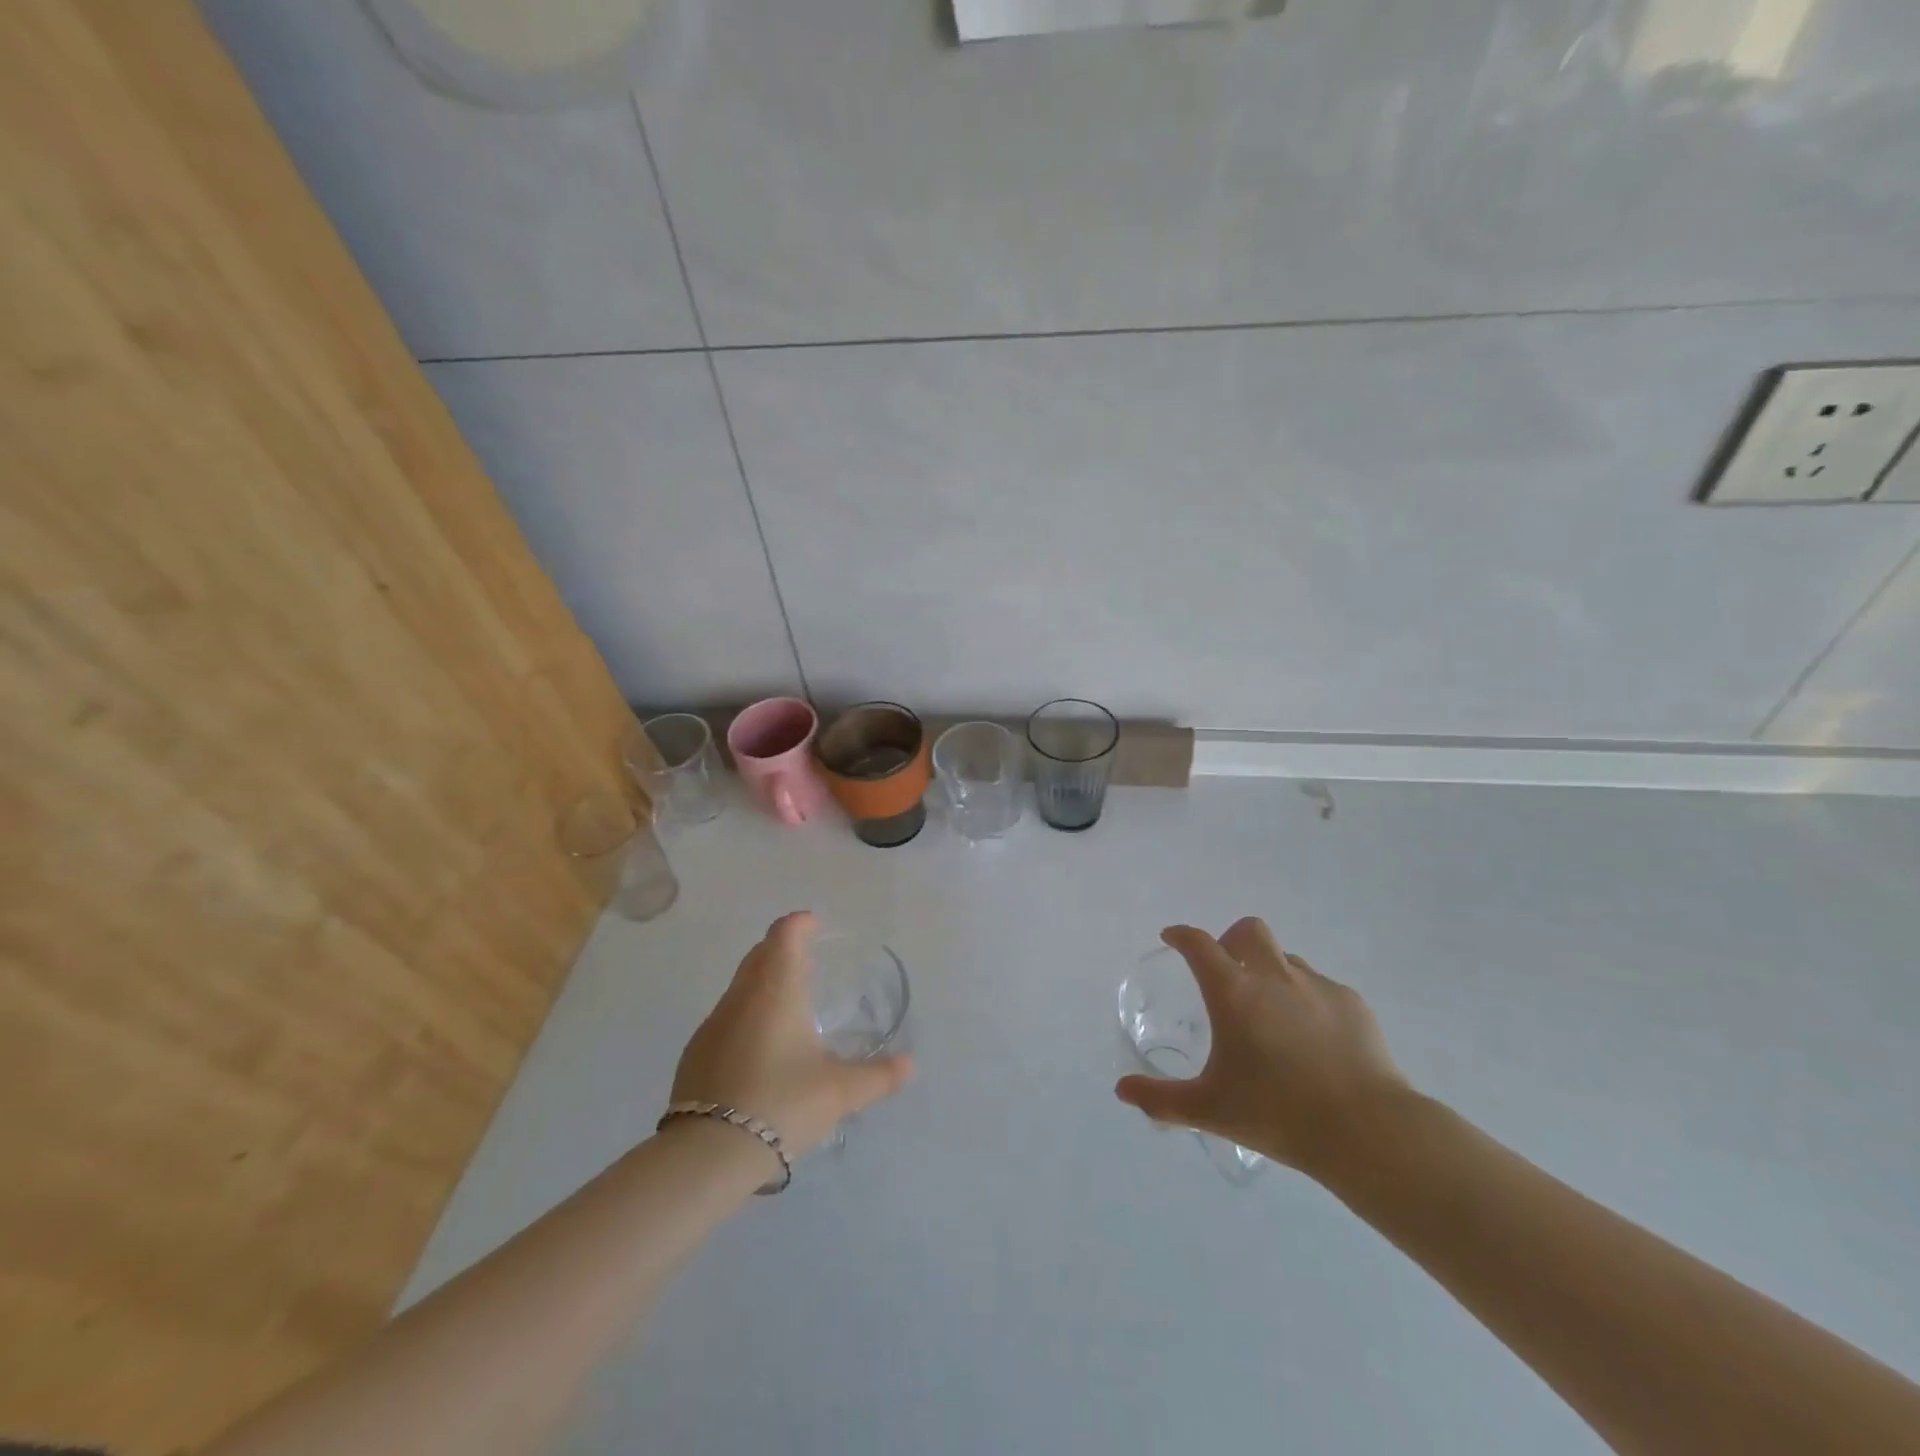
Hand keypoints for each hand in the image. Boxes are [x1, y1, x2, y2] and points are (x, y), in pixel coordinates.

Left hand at [671, 912, 913, 1158]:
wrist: (708, 1154)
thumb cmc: (782, 1103)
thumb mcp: (840, 1092)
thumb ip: (878, 1076)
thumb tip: (910, 1065)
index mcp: (776, 990)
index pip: (784, 935)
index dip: (799, 924)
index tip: (814, 925)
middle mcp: (741, 997)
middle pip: (759, 955)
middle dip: (781, 950)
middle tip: (806, 961)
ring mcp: (712, 1025)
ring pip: (740, 987)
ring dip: (762, 984)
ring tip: (788, 1006)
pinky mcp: (695, 1055)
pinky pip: (726, 1019)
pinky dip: (746, 1017)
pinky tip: (760, 1050)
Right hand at [1114, 918, 1412, 1176]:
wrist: (1367, 1130)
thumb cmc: (1278, 1113)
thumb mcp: (1210, 1110)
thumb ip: (1161, 1099)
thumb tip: (1122, 1090)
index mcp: (1233, 992)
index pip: (1198, 944)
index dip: (1181, 935)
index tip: (1172, 938)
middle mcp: (1273, 976)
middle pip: (1248, 931)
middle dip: (1231, 941)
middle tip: (1227, 972)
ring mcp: (1317, 986)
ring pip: (1286, 959)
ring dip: (1271, 973)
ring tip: (1272, 1015)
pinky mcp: (1352, 1003)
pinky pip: (1321, 988)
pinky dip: (1308, 1001)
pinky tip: (1313, 1040)